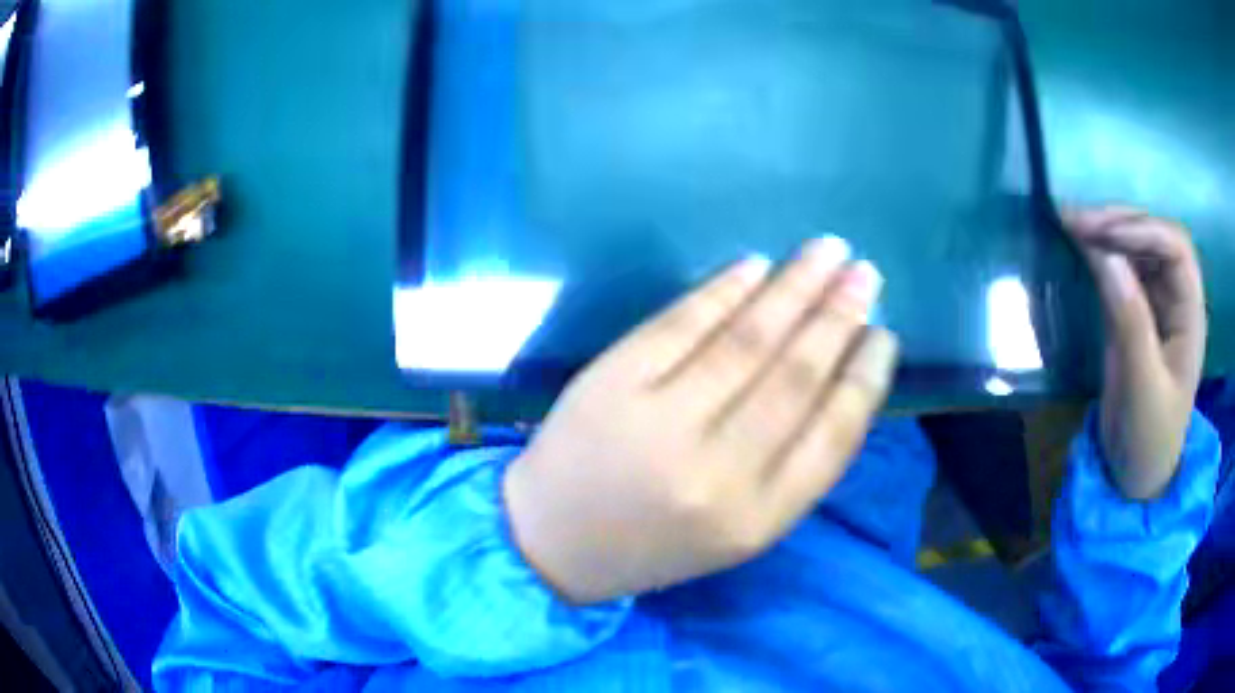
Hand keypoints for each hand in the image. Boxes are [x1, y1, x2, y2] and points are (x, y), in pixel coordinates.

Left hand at [503, 238, 896, 604]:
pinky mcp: (615, 380)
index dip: (866, 377)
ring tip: (827, 252)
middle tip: (866, 273)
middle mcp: (719, 471)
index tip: (884, 334)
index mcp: (757, 518)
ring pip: (748, 339)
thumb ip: (791, 470)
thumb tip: (838, 381)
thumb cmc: (655, 543)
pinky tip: (756, 266)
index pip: (834, 434)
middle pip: (797, 375)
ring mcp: (662, 420)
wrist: (553, 542)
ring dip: (795, 287)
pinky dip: (724, 288)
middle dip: (839, 316)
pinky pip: (684, 322)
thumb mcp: (739, 531)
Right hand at [1063, 207, 1206, 499]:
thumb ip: (1130, 323)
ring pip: (1136, 248)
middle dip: (1120, 223)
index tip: (1101, 233)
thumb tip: (1104, 257)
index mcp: (1190, 314)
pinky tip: (1080, 248)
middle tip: (1077, 221)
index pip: (1175, 248)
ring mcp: (1156, 304)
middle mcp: (1177, 298)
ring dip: (1107, 232)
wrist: (1136, 473)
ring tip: (1071, 225)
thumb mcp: (1142, 387)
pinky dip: (1100, 253)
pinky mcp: (1135, 312)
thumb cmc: (1149, 437)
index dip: (1142, 229)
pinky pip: (1121, 270)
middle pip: (1155, 238)